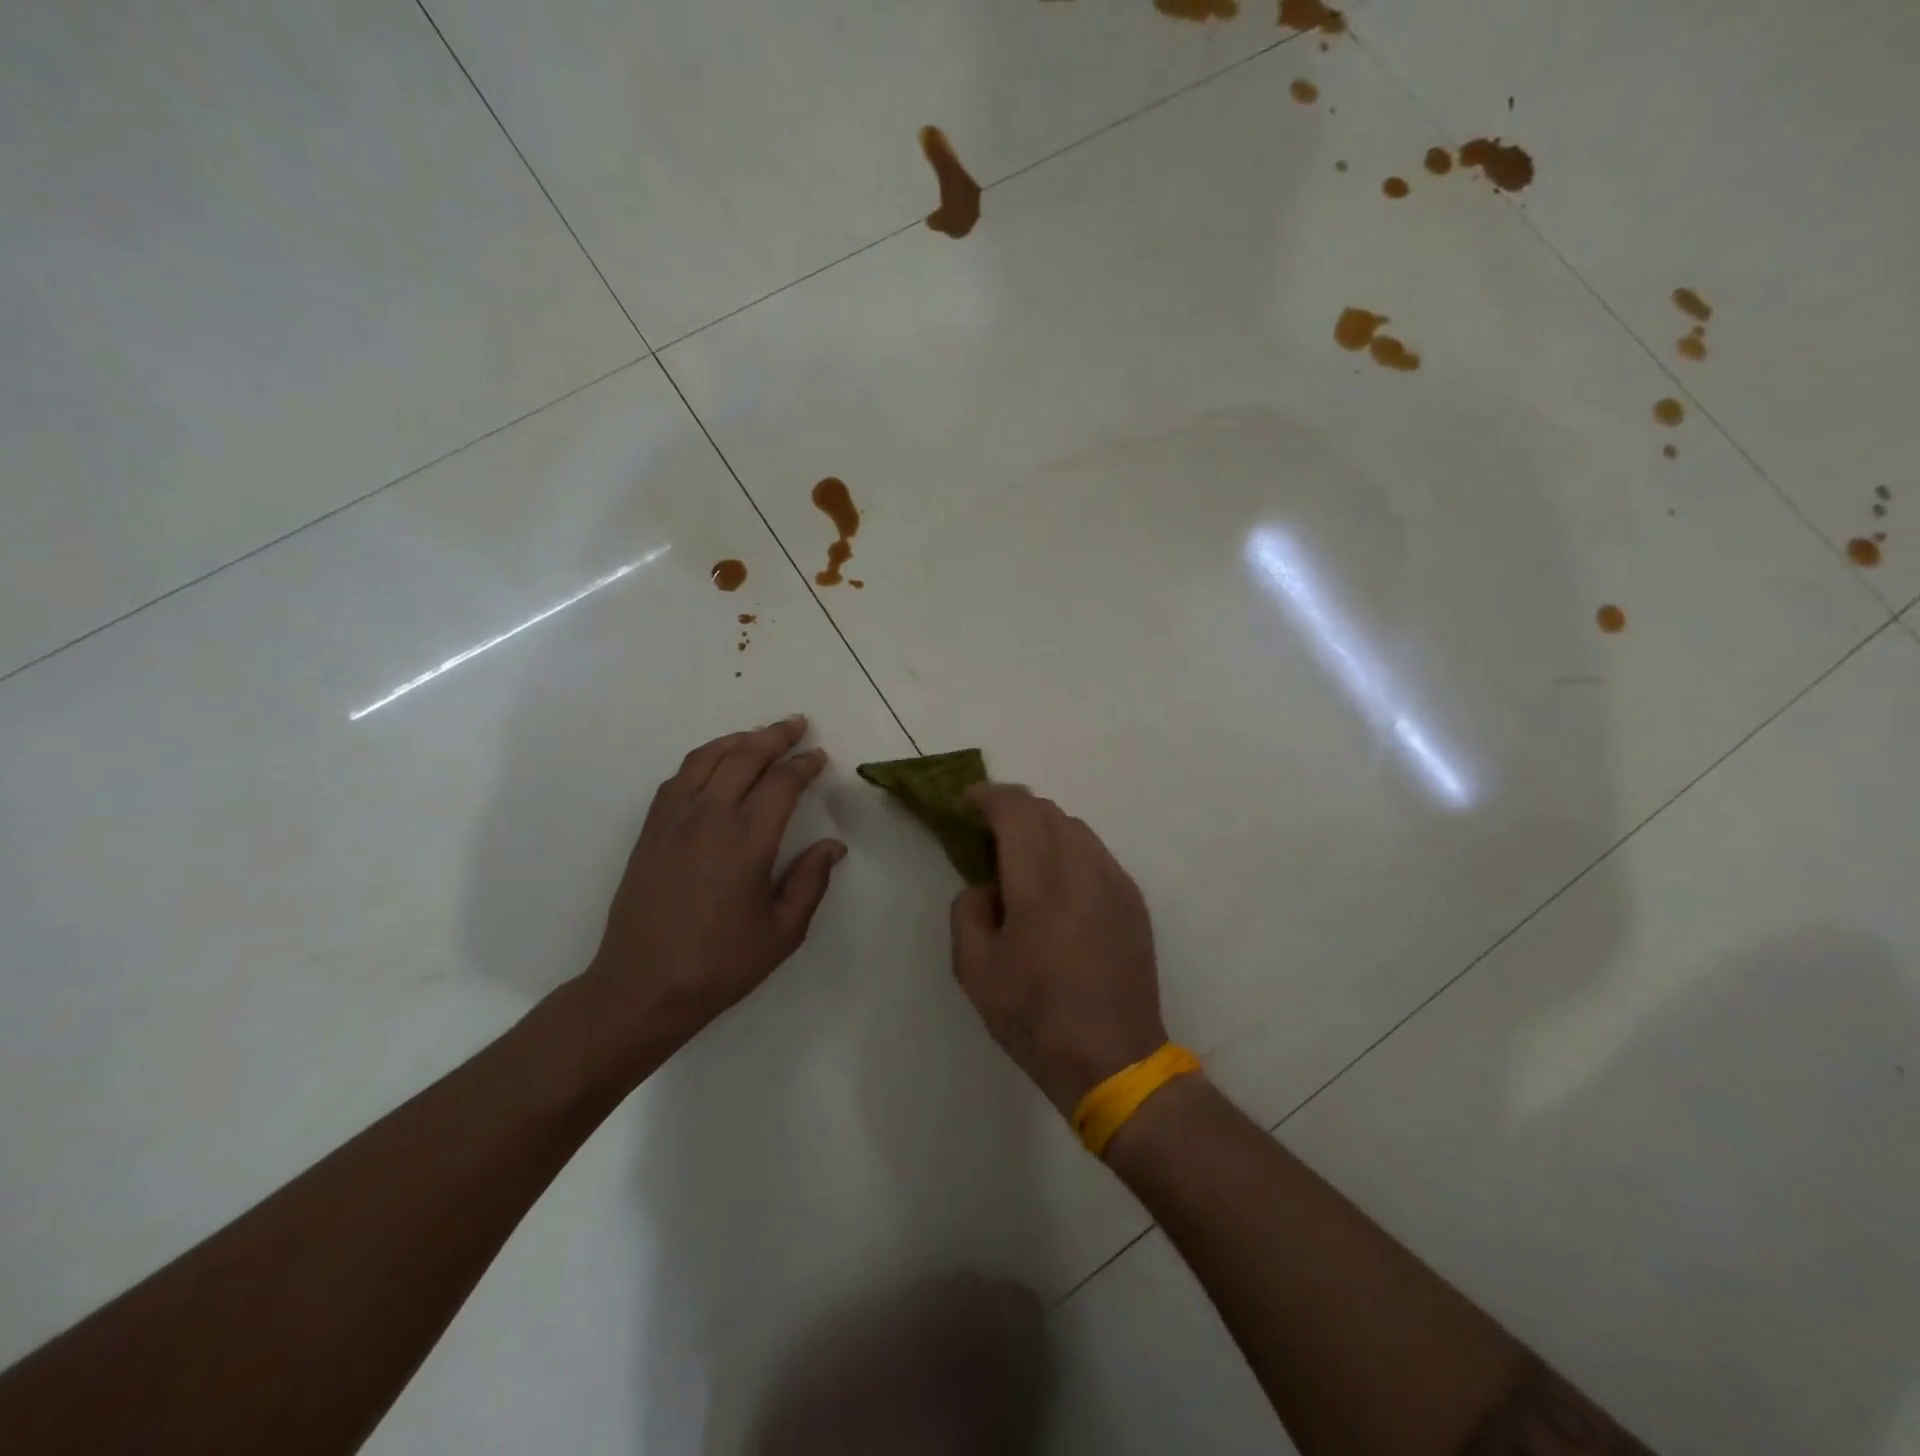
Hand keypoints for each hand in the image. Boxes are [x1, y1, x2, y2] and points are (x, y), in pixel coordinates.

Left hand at [577, 715, 845, 1051]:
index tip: (819, 757)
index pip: (782, 783)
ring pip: (708, 758)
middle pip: (744, 756)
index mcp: (747, 840)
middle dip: (775, 736)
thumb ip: (811, 882)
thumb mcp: (782, 932)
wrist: (641, 987)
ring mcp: (674, 820)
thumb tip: (832, 845)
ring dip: (738, 740)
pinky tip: (715, 764)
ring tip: (759, 735)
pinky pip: (679, 777)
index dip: (804, 764)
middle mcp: (709, 817)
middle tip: (797, 725)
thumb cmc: (720, 964)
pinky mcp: (651, 830)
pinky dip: (704, 759)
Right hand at [950, 786, 1167, 1115]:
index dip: (988, 797)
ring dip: (1043, 829)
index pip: (1017, 811)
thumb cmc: (1035, 1017)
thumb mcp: (974, 970)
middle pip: (1048, 811)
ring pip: (1075, 828)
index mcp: (1041, 884)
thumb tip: (987, 886)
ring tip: (1022, 860)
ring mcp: (1115, 882)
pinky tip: (1056, 886)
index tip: (967, 802)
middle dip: (1013, 810)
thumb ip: (968, 910)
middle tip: (988, 834)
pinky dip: (1068, 851)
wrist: (1114, 1059)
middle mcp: (1084, 869)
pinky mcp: (1133, 900)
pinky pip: (1095, 853)